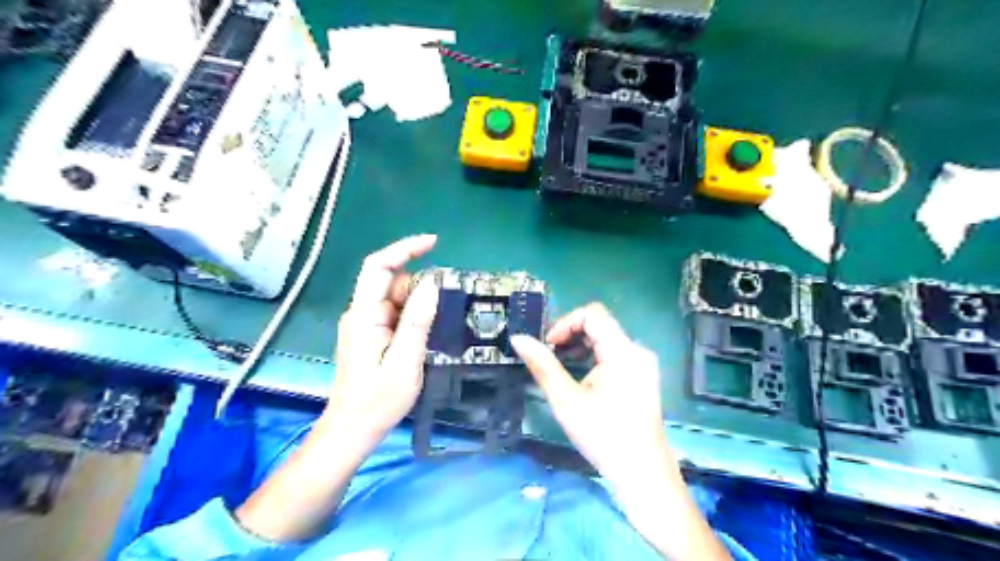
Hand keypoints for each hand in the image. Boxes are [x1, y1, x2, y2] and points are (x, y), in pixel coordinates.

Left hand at [327, 235, 438, 443]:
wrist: (351, 430)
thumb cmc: (377, 401)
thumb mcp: (405, 361)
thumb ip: (417, 321)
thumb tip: (431, 284)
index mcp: (364, 315)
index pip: (379, 267)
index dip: (404, 249)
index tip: (434, 243)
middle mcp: (360, 313)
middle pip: (391, 282)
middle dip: (419, 287)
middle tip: (444, 309)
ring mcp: (364, 325)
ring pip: (395, 299)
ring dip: (417, 305)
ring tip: (434, 330)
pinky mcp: (370, 336)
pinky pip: (394, 314)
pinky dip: (412, 317)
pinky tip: (424, 335)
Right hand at [511, 307, 732, 560]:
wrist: (642, 474)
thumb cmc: (603, 436)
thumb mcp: (566, 400)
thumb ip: (542, 365)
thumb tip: (518, 339)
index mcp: (623, 351)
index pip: (593, 314)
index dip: (566, 323)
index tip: (548, 345)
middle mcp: (637, 351)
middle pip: (600, 325)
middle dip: (571, 336)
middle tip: (550, 357)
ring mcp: (642, 365)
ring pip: (606, 340)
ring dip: (580, 347)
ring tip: (562, 369)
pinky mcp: (642, 377)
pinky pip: (615, 355)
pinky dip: (594, 358)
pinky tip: (581, 379)